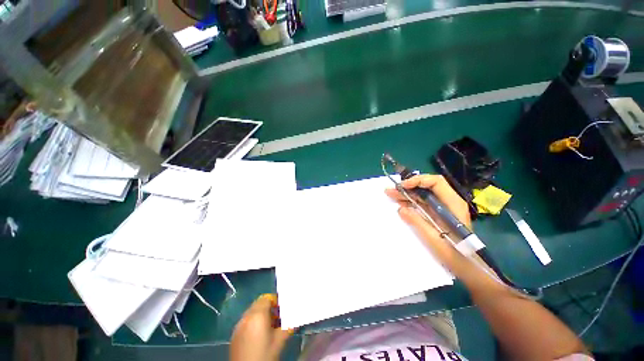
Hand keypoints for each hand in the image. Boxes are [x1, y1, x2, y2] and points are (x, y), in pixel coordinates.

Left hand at [231, 294, 292, 360]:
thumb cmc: (265, 355)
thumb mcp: (280, 340)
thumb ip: (287, 325)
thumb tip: (294, 317)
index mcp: (258, 315)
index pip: (267, 298)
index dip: (275, 301)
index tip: (282, 310)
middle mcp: (246, 316)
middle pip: (258, 303)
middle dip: (268, 307)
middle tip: (277, 318)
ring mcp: (238, 325)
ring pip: (251, 311)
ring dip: (260, 314)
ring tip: (268, 327)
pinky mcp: (234, 334)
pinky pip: (245, 320)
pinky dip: (253, 321)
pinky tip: (258, 334)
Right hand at [385, 175, 471, 271]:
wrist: (467, 266)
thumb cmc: (454, 253)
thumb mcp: (433, 238)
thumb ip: (417, 221)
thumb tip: (400, 208)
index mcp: (452, 204)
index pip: (436, 182)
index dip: (418, 180)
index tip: (403, 186)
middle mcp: (449, 202)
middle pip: (427, 187)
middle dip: (408, 187)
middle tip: (391, 190)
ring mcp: (443, 208)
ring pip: (423, 195)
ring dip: (407, 194)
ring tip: (391, 195)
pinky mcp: (438, 214)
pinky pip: (423, 203)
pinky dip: (411, 202)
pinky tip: (400, 203)